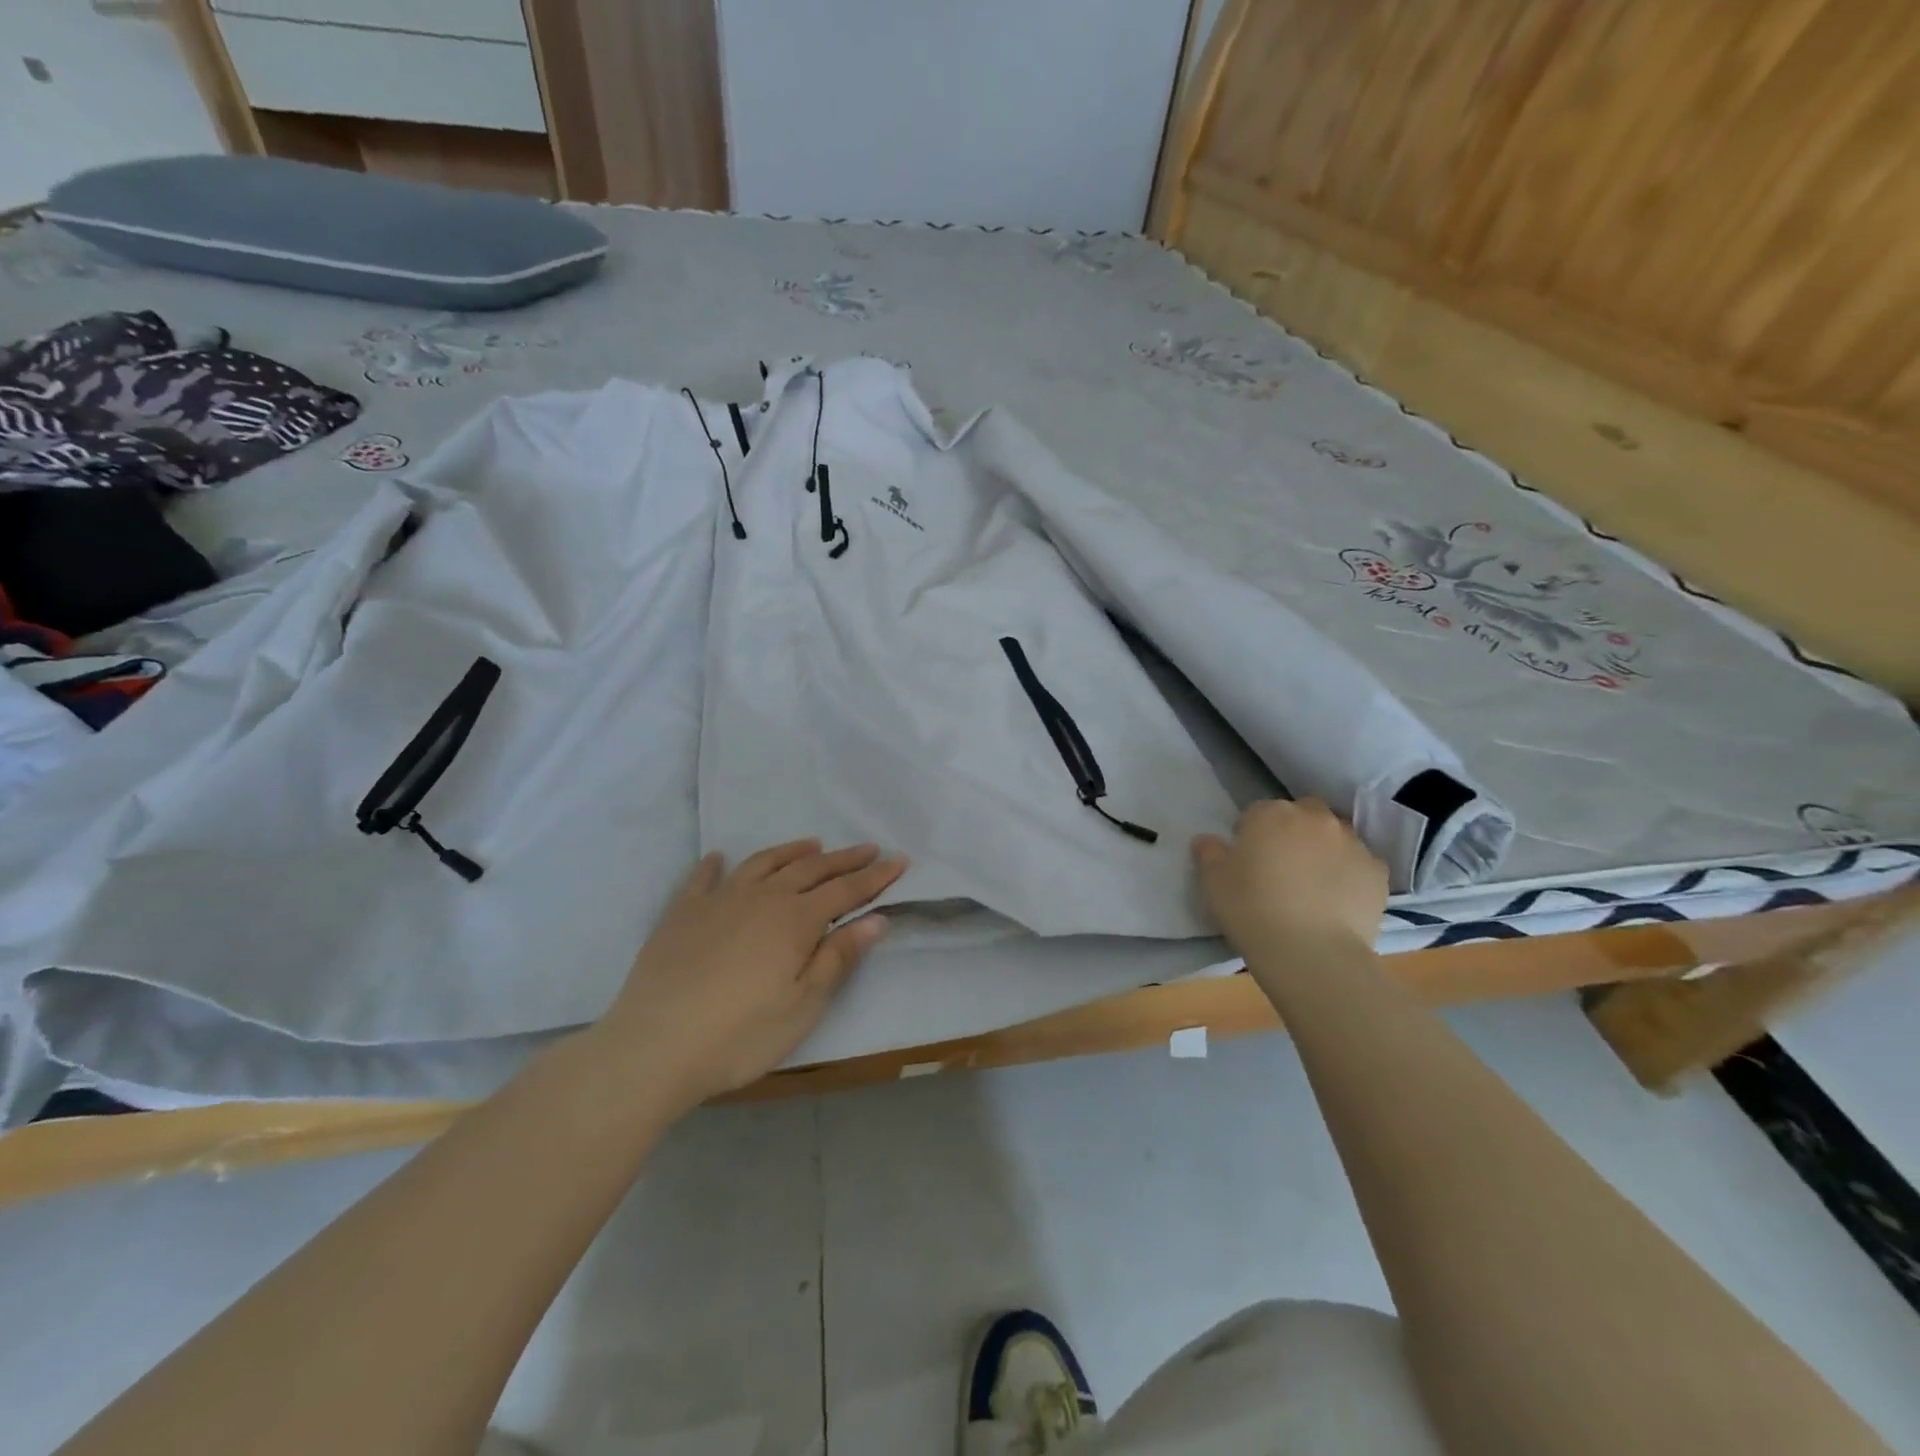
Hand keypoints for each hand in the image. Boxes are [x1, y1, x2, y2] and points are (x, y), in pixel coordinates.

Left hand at [599, 840, 907, 1109]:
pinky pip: (704, 877)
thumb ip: (839, 957)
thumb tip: (876, 919)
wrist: (653, 1047)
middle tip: (868, 848)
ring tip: (812, 845)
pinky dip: (717, 864)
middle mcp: (762, 898)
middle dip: (844, 859)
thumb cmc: (740, 1035)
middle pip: (811, 870)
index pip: (846, 891)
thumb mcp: (803, 1005)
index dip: (875, 877)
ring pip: (763, 863)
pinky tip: (720, 858)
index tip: (900, 861)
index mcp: (795, 920)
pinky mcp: (682, 913)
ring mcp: (718, 900)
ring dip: (792, 852)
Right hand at [1192, 799, 1386, 956]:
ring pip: (1335, 836)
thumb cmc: (1251, 910)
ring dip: (1323, 850)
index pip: (1257, 812)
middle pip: (1302, 814)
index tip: (1246, 860)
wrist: (1311, 953)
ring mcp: (1352, 843)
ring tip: (1312, 885)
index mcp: (1271, 814)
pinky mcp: (1378, 871)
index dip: (1250, 834)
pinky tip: (1337, 900)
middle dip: (1293, 831)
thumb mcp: (1213, 882)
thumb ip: (1209, 853)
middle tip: (1282, 866)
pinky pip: (1360, 864)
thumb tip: (1207, 840)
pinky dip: (1349, 874)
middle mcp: (1315, 818)